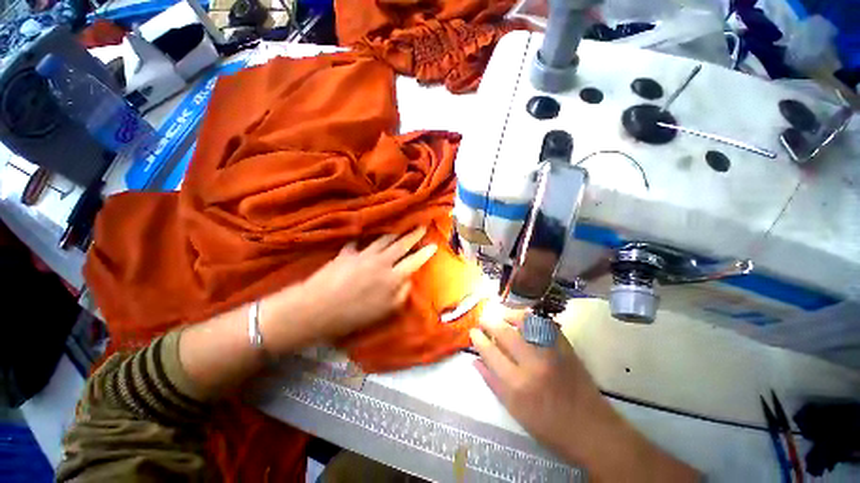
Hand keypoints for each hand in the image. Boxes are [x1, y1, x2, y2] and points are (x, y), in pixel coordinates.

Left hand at [262, 227, 436, 351]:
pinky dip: (365, 239)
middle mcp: (381, 261)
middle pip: (401, 244)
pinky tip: (366, 236)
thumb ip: (401, 294)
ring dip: (395, 232)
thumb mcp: (384, 311)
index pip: (414, 261)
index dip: (425, 252)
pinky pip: (359, 242)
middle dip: (413, 234)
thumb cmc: (353, 315)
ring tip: (402, 226)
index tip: (433, 245)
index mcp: (392, 277)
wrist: (317, 309)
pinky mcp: (347, 253)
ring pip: (384, 239)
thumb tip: (409, 280)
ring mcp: (364, 255)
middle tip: (422, 225)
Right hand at [471, 312, 699, 481]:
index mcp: (517, 384)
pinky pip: (544, 323)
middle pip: (504, 332)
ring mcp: (551, 352)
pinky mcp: (565, 346)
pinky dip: (531, 317)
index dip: (478, 339)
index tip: (473, 332)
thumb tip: (475, 361)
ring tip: (500, 314)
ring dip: (508, 314)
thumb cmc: (548, 426)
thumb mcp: (514, 411)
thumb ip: (492, 383)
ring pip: (524, 321)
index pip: (490, 352)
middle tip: (483, 319)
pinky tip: (523, 318)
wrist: (590, 428)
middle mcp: (533, 363)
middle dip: (489, 322)